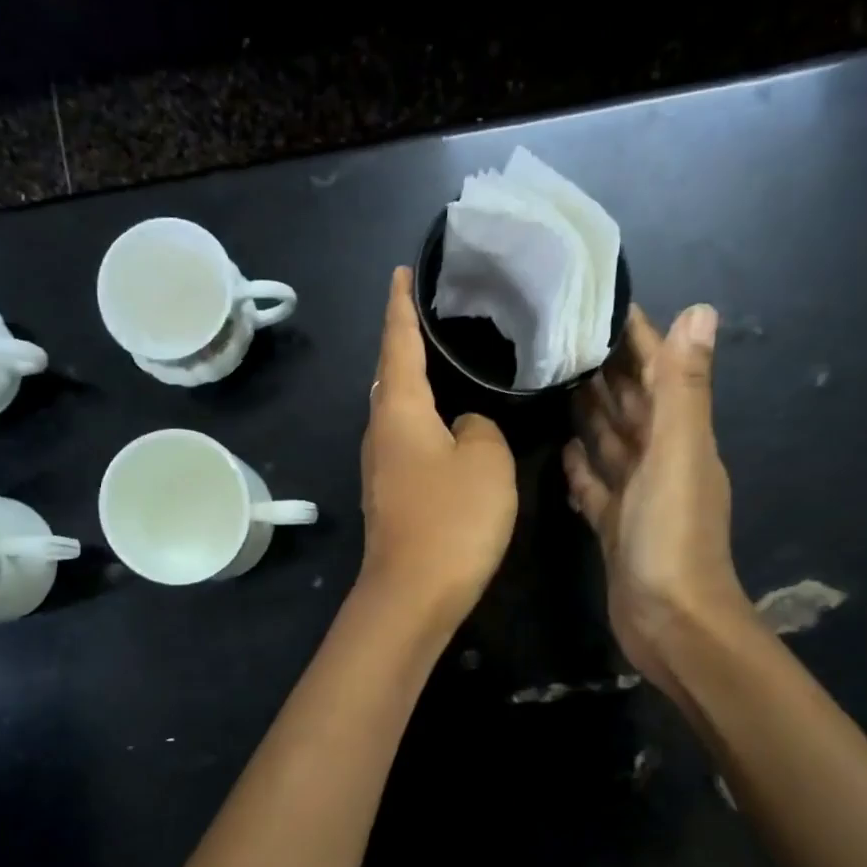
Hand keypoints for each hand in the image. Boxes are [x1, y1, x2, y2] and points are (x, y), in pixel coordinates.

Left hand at [358, 267, 516, 628]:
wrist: (414, 593)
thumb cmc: (452, 518)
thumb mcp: (486, 459)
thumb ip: (480, 427)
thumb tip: (464, 427)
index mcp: (399, 411)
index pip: (397, 343)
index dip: (400, 306)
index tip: (400, 273)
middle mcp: (380, 433)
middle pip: (390, 377)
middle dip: (405, 344)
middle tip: (434, 317)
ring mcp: (380, 468)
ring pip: (397, 413)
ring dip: (415, 386)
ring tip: (445, 364)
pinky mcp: (390, 497)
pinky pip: (406, 443)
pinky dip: (423, 423)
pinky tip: (445, 426)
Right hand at [564, 303, 755, 690]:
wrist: (671, 622)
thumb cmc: (672, 537)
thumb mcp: (678, 455)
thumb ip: (684, 388)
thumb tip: (700, 310)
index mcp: (681, 438)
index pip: (659, 374)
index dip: (640, 339)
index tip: (607, 305)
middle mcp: (662, 462)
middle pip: (633, 406)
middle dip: (608, 372)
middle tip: (568, 339)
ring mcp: (638, 498)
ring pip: (612, 445)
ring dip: (592, 416)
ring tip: (558, 384)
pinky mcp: (615, 528)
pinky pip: (596, 488)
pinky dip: (582, 468)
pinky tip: (562, 451)